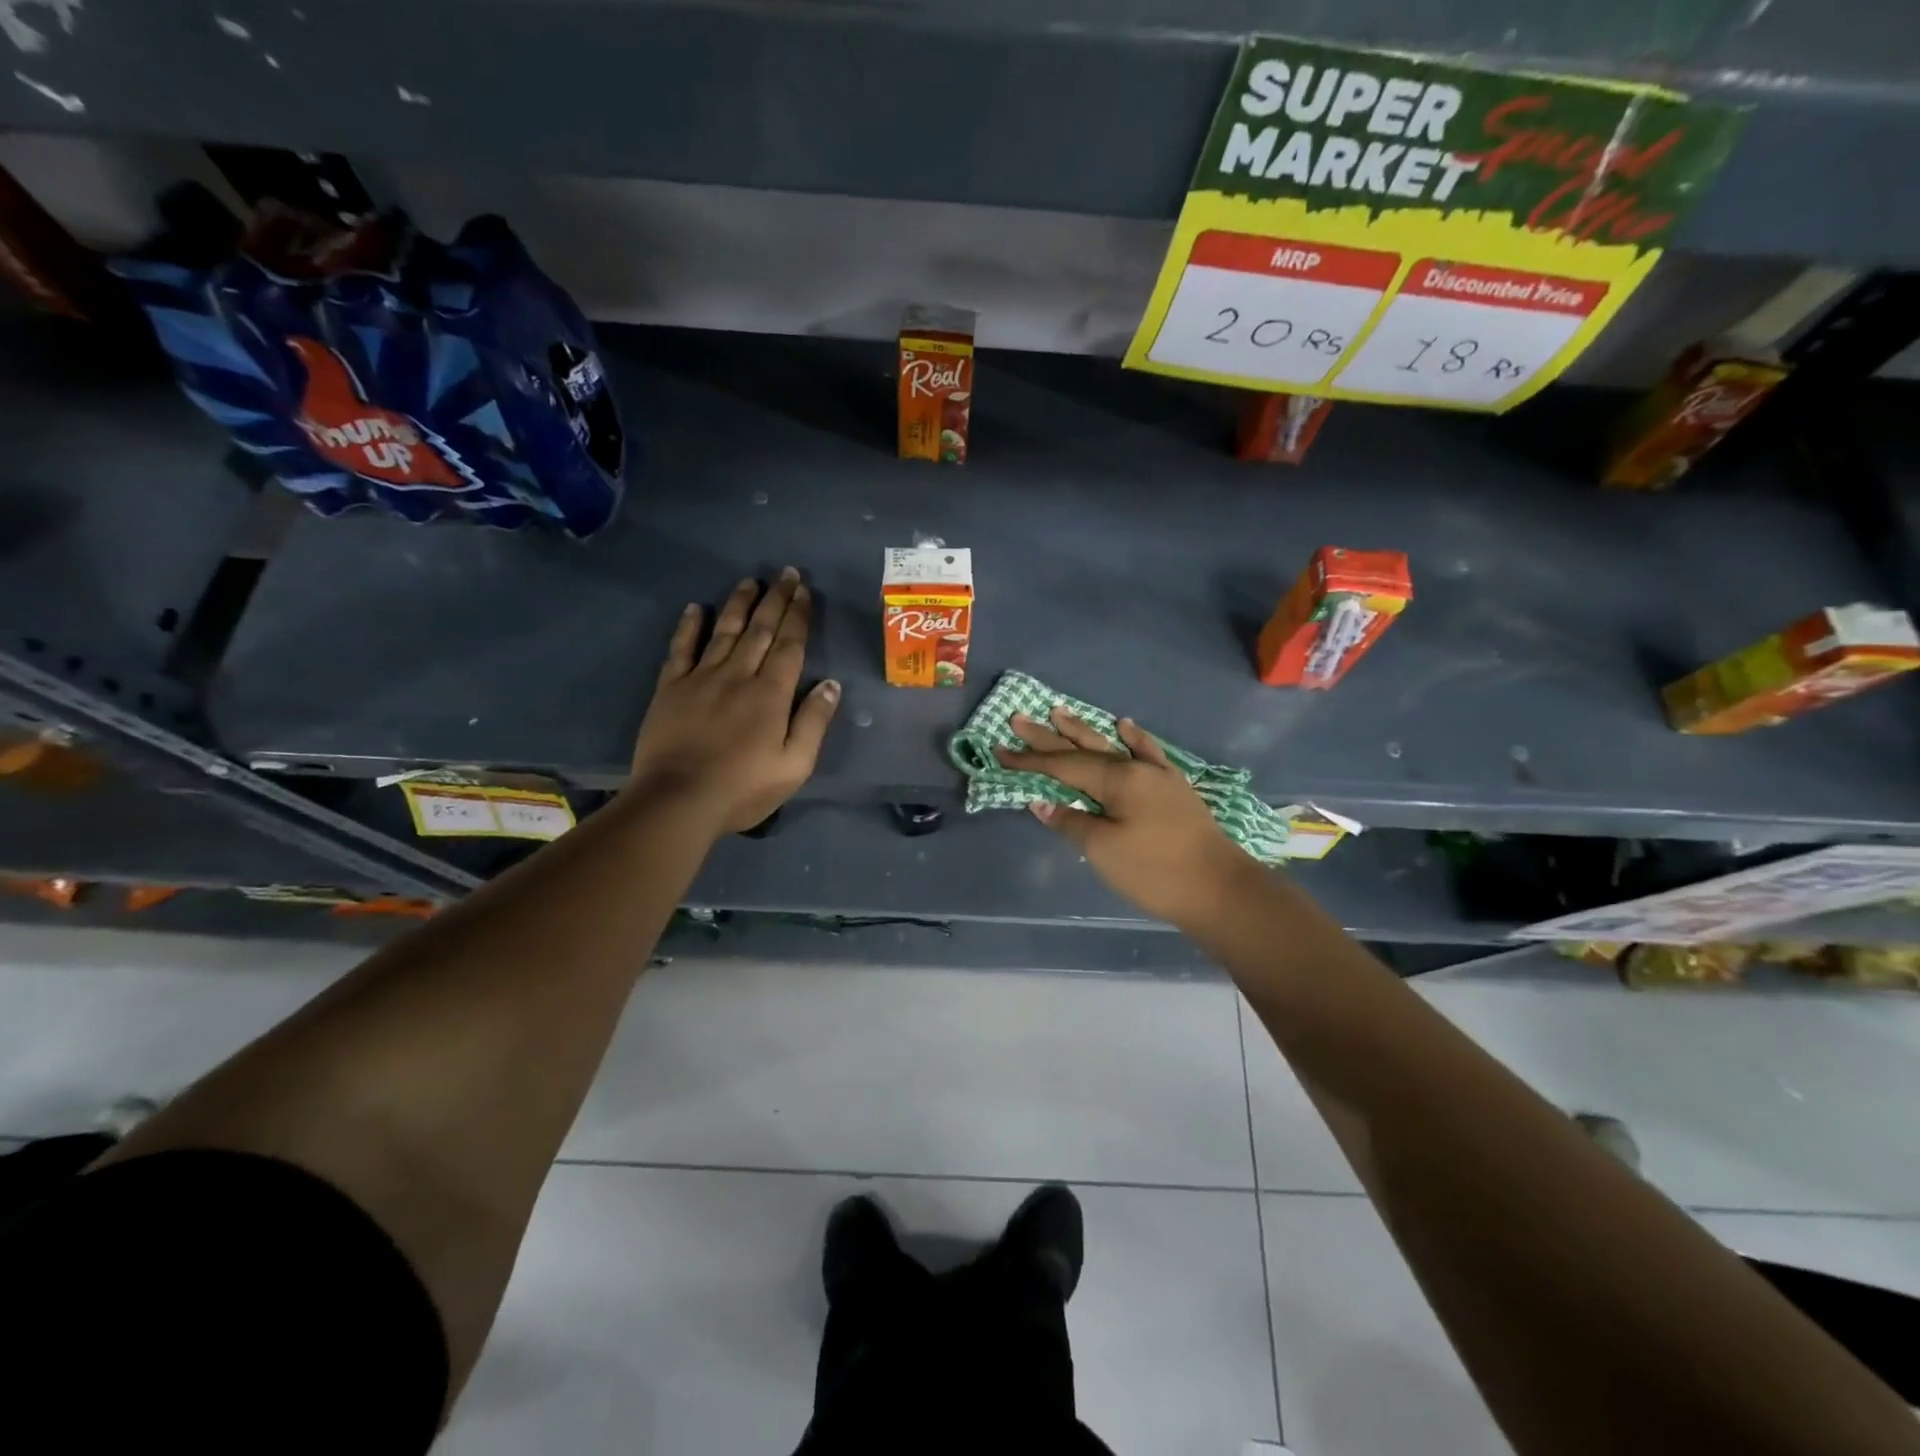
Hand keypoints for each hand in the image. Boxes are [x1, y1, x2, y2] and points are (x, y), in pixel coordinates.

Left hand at [629, 568, 839, 834]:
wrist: (678, 800)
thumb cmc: (743, 787)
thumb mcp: (795, 764)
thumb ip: (814, 722)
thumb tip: (830, 684)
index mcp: (771, 693)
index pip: (790, 645)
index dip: (798, 615)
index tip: (804, 590)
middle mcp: (738, 675)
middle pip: (760, 630)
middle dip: (775, 600)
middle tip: (785, 574)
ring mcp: (701, 678)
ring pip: (724, 631)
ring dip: (739, 604)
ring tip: (750, 582)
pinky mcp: (670, 688)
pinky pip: (681, 649)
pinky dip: (689, 626)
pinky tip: (695, 608)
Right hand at [995, 706, 1263, 927]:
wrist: (1220, 889)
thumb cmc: (1155, 872)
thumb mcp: (1104, 850)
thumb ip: (1071, 822)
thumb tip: (1040, 801)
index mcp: (1116, 780)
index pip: (1062, 766)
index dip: (1029, 760)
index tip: (999, 750)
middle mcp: (1134, 769)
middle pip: (1083, 749)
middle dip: (1048, 736)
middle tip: (1018, 718)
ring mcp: (1157, 776)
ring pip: (1112, 746)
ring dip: (1084, 730)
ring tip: (1059, 711)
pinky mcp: (1174, 788)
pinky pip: (1149, 753)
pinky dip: (1135, 738)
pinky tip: (1124, 725)